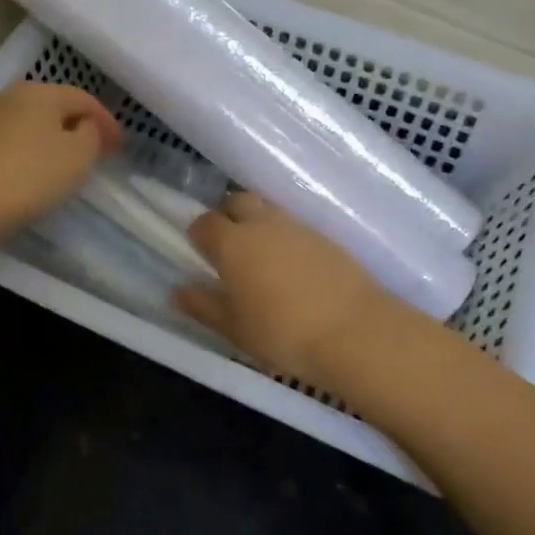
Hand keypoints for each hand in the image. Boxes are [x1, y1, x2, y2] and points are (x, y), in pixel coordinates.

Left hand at [0, 82, 121, 246]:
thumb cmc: (30, 175)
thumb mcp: (78, 155)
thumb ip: (91, 135)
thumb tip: (84, 126)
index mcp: (40, 92)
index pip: (84, 98)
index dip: (107, 121)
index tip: (121, 147)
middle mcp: (12, 97)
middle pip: (57, 108)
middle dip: (81, 128)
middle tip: (100, 152)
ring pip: (35, 126)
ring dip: (57, 141)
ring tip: (72, 166)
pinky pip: (17, 144)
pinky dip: (35, 154)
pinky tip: (39, 175)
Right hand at [175, 192, 402, 389]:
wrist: (354, 332)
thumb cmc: (282, 333)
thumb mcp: (234, 329)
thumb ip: (203, 306)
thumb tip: (179, 291)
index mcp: (232, 243)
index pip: (204, 222)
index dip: (199, 235)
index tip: (202, 256)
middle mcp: (263, 224)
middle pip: (237, 201)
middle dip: (228, 216)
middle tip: (230, 249)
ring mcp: (298, 227)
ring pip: (269, 210)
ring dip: (259, 224)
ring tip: (262, 259)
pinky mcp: (326, 237)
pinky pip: (296, 227)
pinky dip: (286, 238)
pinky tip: (293, 268)